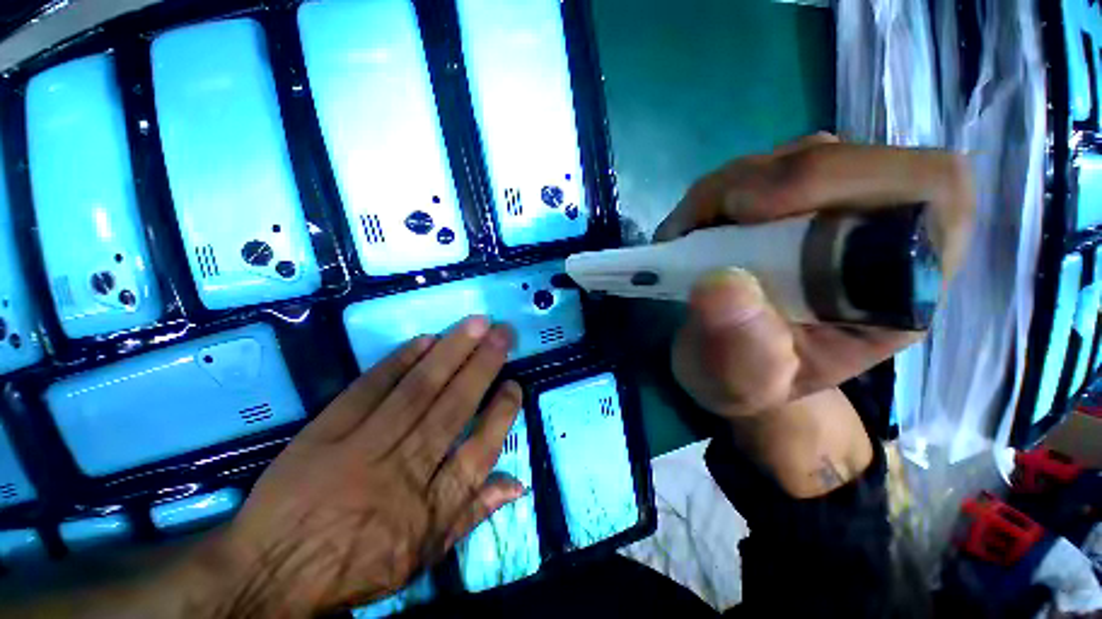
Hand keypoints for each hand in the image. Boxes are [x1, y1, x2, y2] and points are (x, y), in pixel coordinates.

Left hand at [191, 317, 522, 616]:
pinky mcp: (325, 432)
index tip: (515, 384)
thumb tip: (518, 483)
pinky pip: (368, 390)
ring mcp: (363, 446)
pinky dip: (397, 362)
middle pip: (452, 408)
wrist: (270, 573)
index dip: (501, 413)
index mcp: (429, 507)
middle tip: (504, 333)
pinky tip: (424, 339)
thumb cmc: (357, 566)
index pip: (479, 450)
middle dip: (483, 366)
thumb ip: (473, 514)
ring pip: (418, 391)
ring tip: (476, 324)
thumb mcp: (423, 556)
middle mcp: (404, 469)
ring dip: (450, 353)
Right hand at [657, 134, 973, 418]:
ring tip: (687, 237)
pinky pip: (763, 168)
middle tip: (697, 226)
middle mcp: (884, 234)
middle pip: (848, 158)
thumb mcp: (740, 382)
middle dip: (759, 184)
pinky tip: (696, 228)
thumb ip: (738, 347)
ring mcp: (839, 208)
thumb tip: (719, 284)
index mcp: (904, 286)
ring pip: (796, 156)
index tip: (747, 212)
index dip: (841, 179)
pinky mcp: (797, 201)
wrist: (737, 365)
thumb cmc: (750, 380)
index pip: (926, 191)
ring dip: (726, 189)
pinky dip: (716, 193)